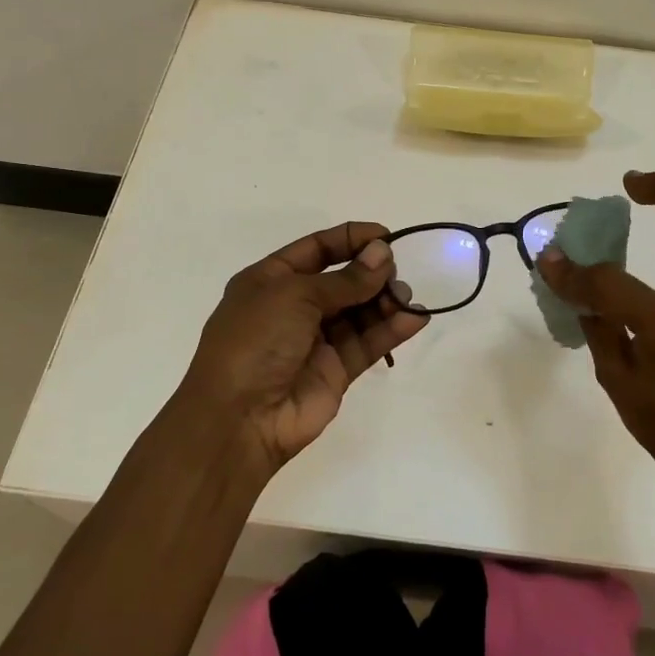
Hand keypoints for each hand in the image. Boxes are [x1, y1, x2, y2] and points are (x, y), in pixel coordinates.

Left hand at [176, 223, 426, 474]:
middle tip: (396, 271)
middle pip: (343, 279)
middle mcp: (294, 307)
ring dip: (385, 299)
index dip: (351, 238)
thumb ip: (345, 278)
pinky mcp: (337, 370)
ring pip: (360, 311)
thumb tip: (383, 254)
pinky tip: (415, 317)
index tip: (386, 236)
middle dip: (371, 271)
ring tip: (405, 295)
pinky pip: (368, 342)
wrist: (239, 419)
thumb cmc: (256, 341)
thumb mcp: (295, 295)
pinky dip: (392, 329)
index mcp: (271, 280)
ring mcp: (316, 340)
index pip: (317, 248)